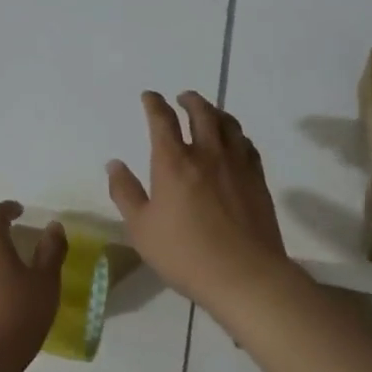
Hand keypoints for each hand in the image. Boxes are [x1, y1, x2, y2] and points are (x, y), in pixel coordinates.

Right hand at [107, 91, 294, 318]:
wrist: (245, 275)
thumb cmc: (185, 254)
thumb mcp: (141, 228)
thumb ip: (125, 193)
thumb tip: (114, 164)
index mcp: (173, 162)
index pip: (162, 119)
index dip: (154, 103)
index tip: (150, 96)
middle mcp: (206, 153)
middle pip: (201, 112)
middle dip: (190, 100)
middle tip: (183, 98)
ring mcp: (236, 164)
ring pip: (228, 124)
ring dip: (215, 112)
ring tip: (209, 112)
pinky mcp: (257, 179)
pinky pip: (247, 145)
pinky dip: (236, 135)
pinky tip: (235, 142)